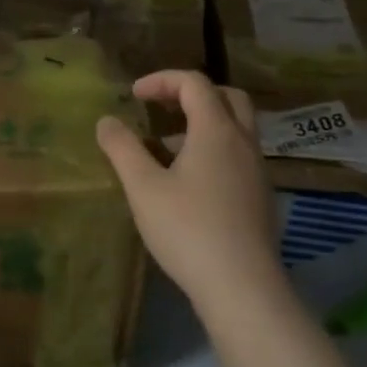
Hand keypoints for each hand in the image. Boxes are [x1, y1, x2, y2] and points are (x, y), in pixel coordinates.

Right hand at [96, 71, 282, 323]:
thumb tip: (106, 121)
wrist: (241, 286)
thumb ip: (122, 148)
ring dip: (202, 124)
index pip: (195, 83)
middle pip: (227, 97)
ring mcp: (257, 171)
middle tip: (161, 106)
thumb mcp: (142, 186)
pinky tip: (187, 181)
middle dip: (191, 93)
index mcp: (216, 131)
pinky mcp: (260, 197)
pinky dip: (213, 149)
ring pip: (235, 128)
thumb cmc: (187, 229)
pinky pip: (237, 155)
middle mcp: (243, 143)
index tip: (133, 95)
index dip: (162, 80)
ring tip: (164, 147)